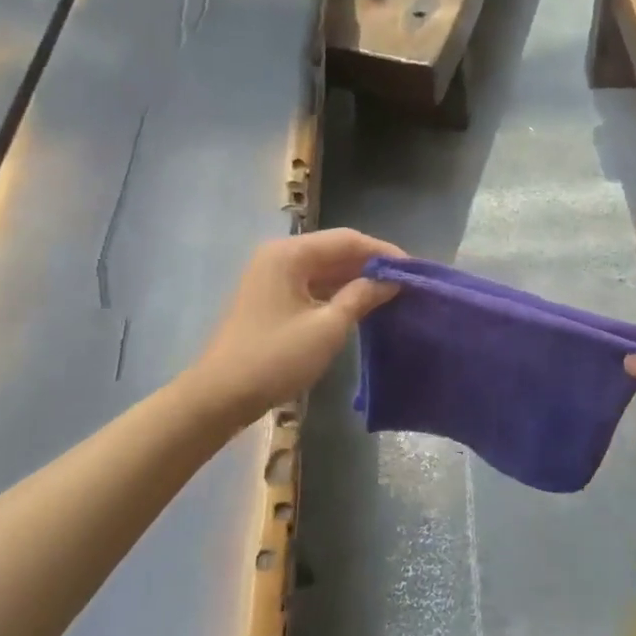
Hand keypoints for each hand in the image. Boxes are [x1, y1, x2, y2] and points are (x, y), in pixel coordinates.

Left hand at [196, 229, 403, 421]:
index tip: (414, 270)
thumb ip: (361, 297)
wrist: (221, 396)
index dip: (383, 252)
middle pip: (335, 250)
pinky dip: (338, 293)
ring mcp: (274, 278)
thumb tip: (391, 281)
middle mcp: (280, 257)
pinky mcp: (273, 299)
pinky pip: (313, 286)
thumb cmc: (276, 358)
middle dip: (371, 265)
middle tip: (407, 283)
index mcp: (290, 254)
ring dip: (357, 280)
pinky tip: (362, 306)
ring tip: (392, 295)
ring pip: (325, 269)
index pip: (348, 240)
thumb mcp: (327, 327)